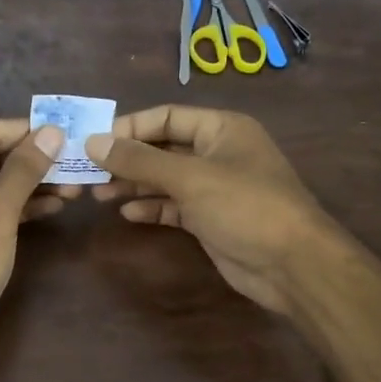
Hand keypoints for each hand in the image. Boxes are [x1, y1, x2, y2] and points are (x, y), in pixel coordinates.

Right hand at [89, 105, 335, 313]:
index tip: (93, 142)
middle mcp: (217, 152)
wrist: (291, 265)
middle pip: (163, 148)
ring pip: (165, 179)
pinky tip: (128, 214)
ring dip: (134, 185)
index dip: (129, 127)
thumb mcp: (190, 177)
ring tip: (98, 195)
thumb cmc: (244, 206)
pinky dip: (152, 207)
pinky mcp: (211, 218)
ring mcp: (215, 187)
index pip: (166, 117)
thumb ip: (140, 159)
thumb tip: (93, 142)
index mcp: (221, 128)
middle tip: (89, 172)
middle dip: (127, 159)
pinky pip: (174, 206)